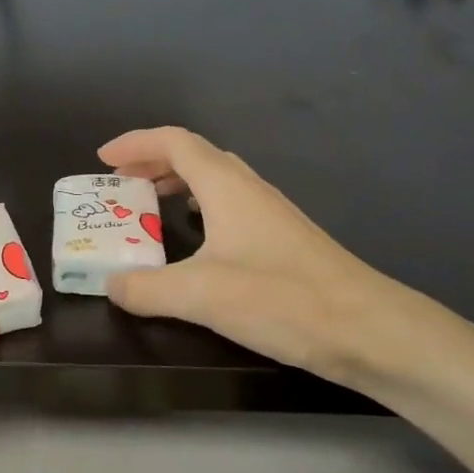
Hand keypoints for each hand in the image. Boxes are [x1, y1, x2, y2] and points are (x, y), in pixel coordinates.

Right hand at [98, 127, 414, 383]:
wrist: (371, 330)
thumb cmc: (282, 299)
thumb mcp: (200, 295)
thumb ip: (146, 289)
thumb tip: (110, 285)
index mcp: (226, 186)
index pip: (174, 142)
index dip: (135, 143)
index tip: (102, 159)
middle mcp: (248, 189)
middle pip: (193, 154)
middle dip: (151, 161)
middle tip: (120, 182)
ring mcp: (270, 213)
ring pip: (215, 179)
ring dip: (176, 182)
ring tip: (149, 205)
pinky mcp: (283, 240)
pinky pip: (229, 204)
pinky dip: (199, 206)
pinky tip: (195, 240)